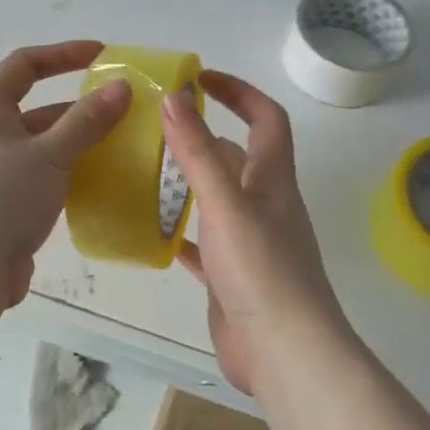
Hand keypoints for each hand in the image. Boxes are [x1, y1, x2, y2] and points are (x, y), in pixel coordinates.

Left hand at [0, 41, 131, 304]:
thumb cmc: (3, 196)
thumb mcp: (51, 153)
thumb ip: (88, 120)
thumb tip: (122, 87)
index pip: (25, 65)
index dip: (64, 54)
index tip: (103, 55)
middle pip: (36, 107)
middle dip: (79, 108)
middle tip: (123, 111)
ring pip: (41, 145)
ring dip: (76, 143)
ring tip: (120, 147)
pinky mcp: (0, 201)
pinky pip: (39, 175)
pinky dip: (67, 173)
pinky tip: (98, 182)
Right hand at [163, 72, 352, 392]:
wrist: (284, 351)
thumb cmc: (261, 270)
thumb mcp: (226, 203)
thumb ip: (197, 152)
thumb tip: (174, 96)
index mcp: (271, 180)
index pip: (266, 119)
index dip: (239, 92)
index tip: (200, 78)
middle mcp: (264, 205)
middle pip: (236, 157)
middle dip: (202, 137)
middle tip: (154, 129)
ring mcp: (249, 243)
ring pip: (217, 200)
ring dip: (188, 183)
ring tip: (145, 173)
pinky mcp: (231, 276)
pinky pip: (203, 244)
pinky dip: (182, 234)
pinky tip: (153, 233)